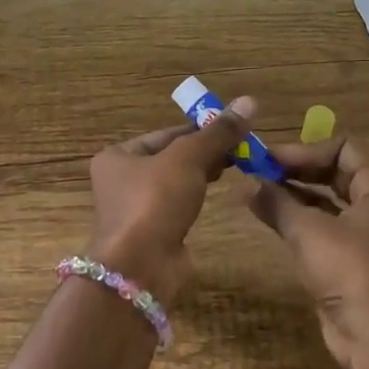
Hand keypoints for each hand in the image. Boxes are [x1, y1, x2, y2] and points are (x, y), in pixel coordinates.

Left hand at [85, 97, 253, 305]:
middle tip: (242, 148)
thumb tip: (250, 100)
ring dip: (203, 174)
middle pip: (171, 157)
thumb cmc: (154, 202)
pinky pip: (177, 206)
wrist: (140, 268)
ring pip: (176, 182)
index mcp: (118, 156)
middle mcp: (121, 180)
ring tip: (236, 166)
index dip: (201, 129)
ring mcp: (136, 209)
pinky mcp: (152, 233)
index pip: (166, 134)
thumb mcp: (188, 159)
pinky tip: (217, 195)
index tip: (234, 128)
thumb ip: (217, 133)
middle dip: (205, 151)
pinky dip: (196, 198)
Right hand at [237, 136, 368, 368]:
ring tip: (254, 189)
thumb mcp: (308, 230)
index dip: (305, 149)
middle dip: (295, 169)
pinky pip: (320, 225)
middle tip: (258, 170)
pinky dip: (296, 216)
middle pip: (332, 171)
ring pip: (324, 199)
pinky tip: (266, 215)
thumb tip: (248, 184)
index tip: (270, 159)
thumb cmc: (348, 269)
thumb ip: (277, 202)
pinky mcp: (347, 257)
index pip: (342, 148)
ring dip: (292, 193)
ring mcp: (362, 232)